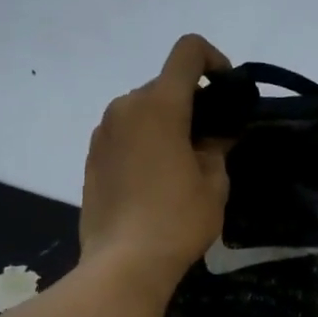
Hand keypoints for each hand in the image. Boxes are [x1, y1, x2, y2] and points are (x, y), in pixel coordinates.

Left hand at [79, 35, 231, 291]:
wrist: (123, 264)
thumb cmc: (176, 221)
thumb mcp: (214, 184)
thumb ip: (217, 146)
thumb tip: (217, 133)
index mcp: (159, 105)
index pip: (187, 52)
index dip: (213, 60)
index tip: (226, 90)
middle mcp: (125, 107)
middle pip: (164, 85)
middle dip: (190, 103)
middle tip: (210, 140)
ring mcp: (103, 133)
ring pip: (141, 111)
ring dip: (165, 124)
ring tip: (181, 164)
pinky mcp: (92, 157)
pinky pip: (124, 134)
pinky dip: (143, 142)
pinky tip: (154, 180)